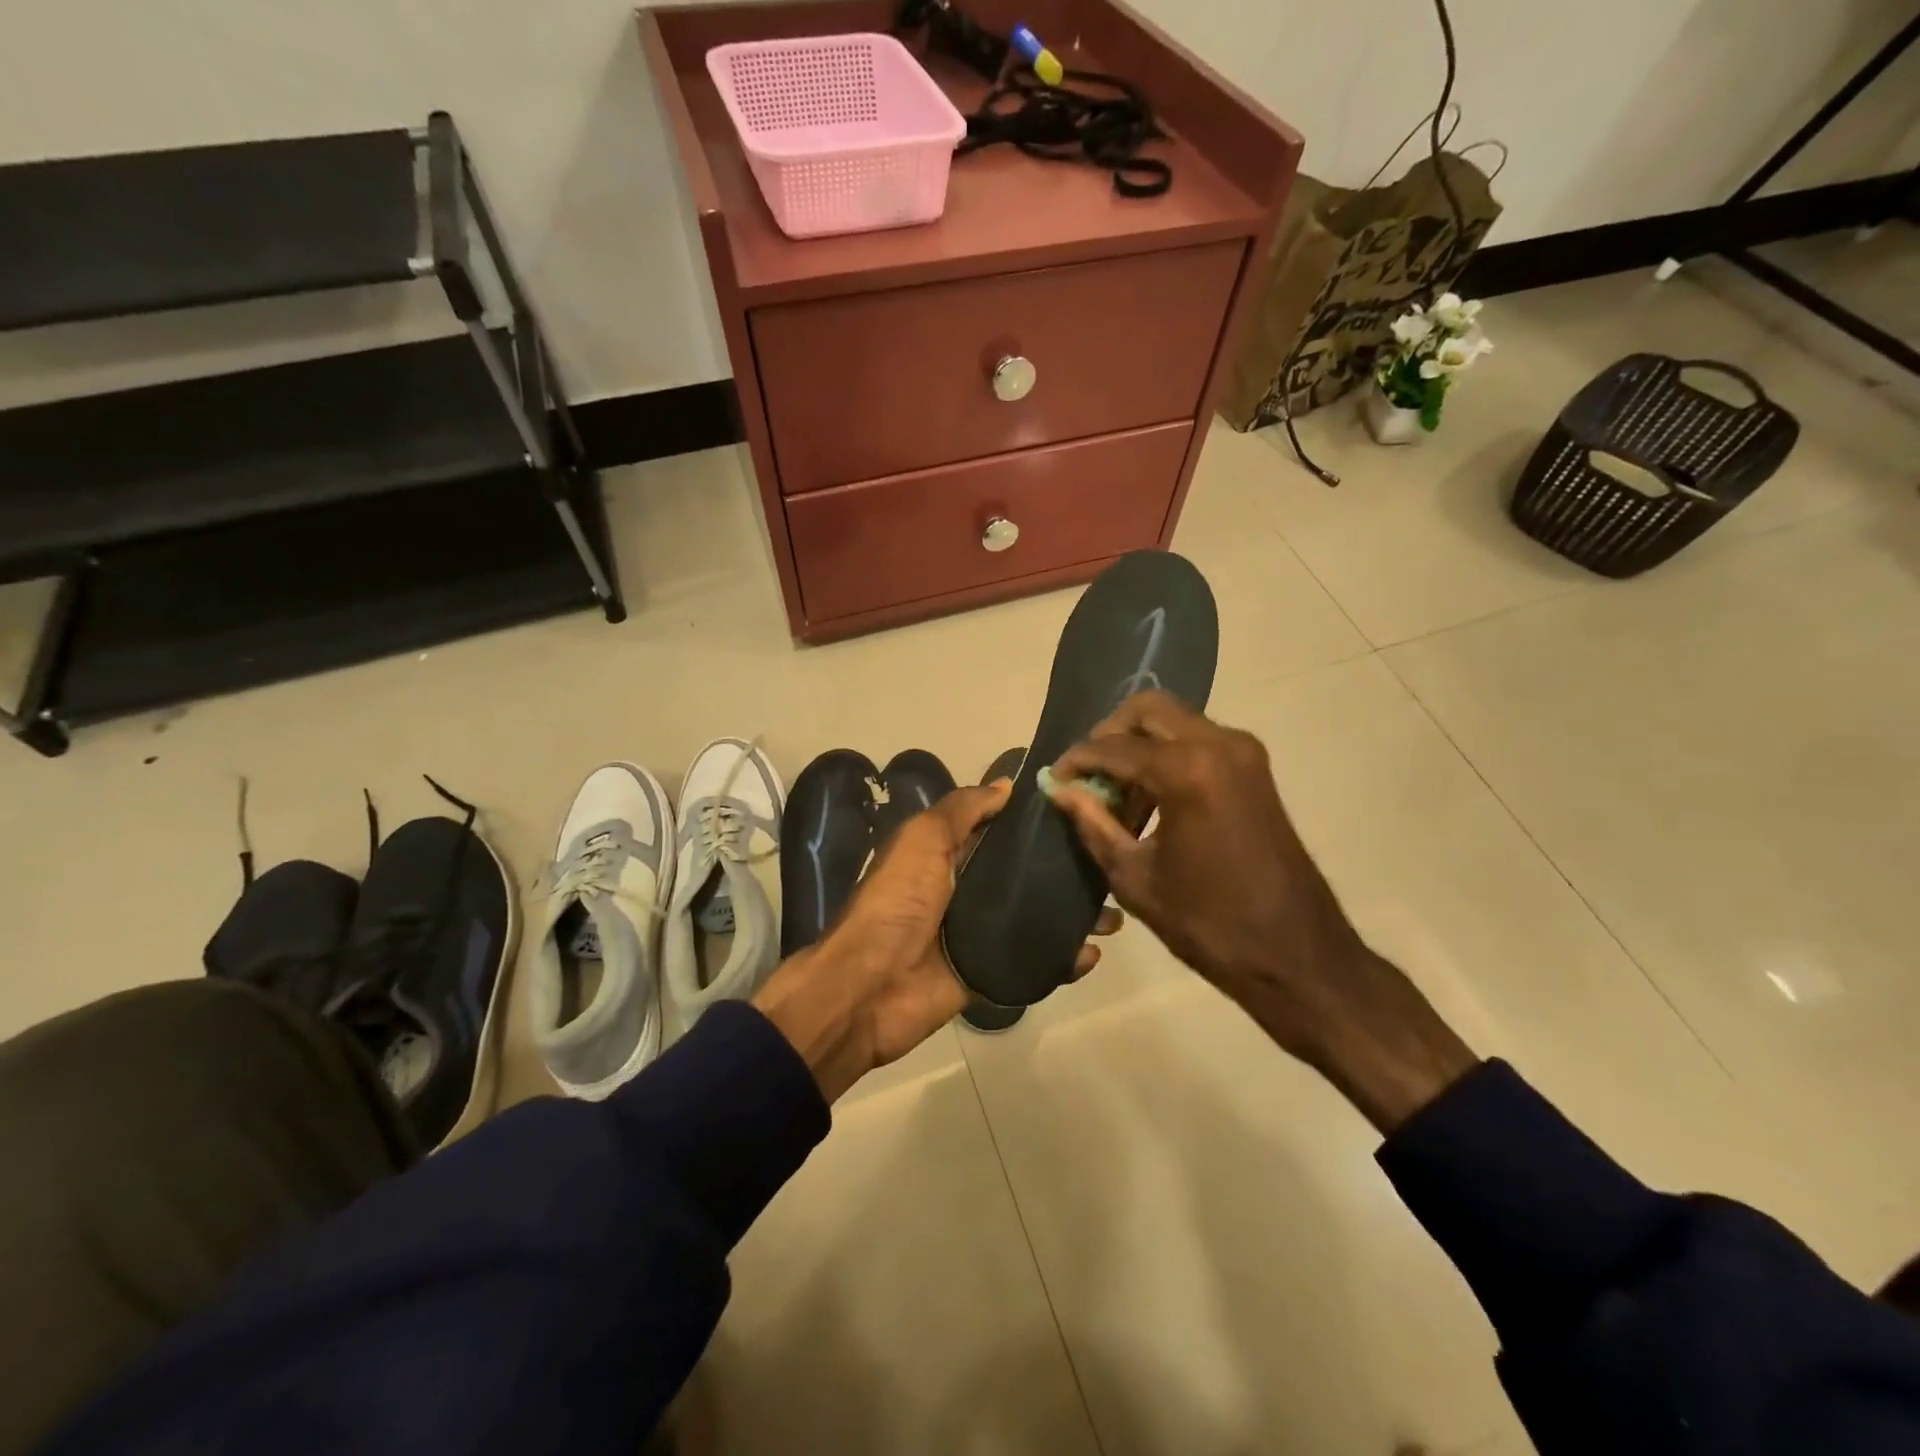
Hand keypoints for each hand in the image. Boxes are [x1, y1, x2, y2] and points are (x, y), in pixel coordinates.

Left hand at [754, 779, 1119, 1101]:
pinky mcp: (991, 973)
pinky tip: (1093, 954)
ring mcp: (980, 934)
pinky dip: (1064, 960)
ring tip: (1114, 913)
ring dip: (1074, 915)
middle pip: (1026, 875)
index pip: (1001, 830)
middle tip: (1110, 863)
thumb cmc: (898, 903)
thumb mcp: (922, 840)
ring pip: (1037, 917)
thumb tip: (1006, 785)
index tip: (1084, 807)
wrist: (870, 988)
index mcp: (948, 854)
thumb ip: (962, 809)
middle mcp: (967, 890)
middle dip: (1067, 870)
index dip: (1036, 820)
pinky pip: (1035, 964)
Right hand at [1046, 691, 1475, 1131]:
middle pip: (1148, 710)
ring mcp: (1243, 753)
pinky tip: (1150, 798)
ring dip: (1139, 745)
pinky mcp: (1255, 768)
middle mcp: (1218, 744)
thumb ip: (1093, 823)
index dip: (1077, 761)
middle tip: (1087, 773)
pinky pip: (1198, 741)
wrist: (1296, 953)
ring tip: (1116, 793)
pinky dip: (1167, 755)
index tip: (1055, 778)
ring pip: (1175, 721)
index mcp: (1185, 771)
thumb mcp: (1135, 876)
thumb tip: (1061, 790)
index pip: (1113, 747)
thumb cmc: (1208, 923)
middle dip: (1109, 734)